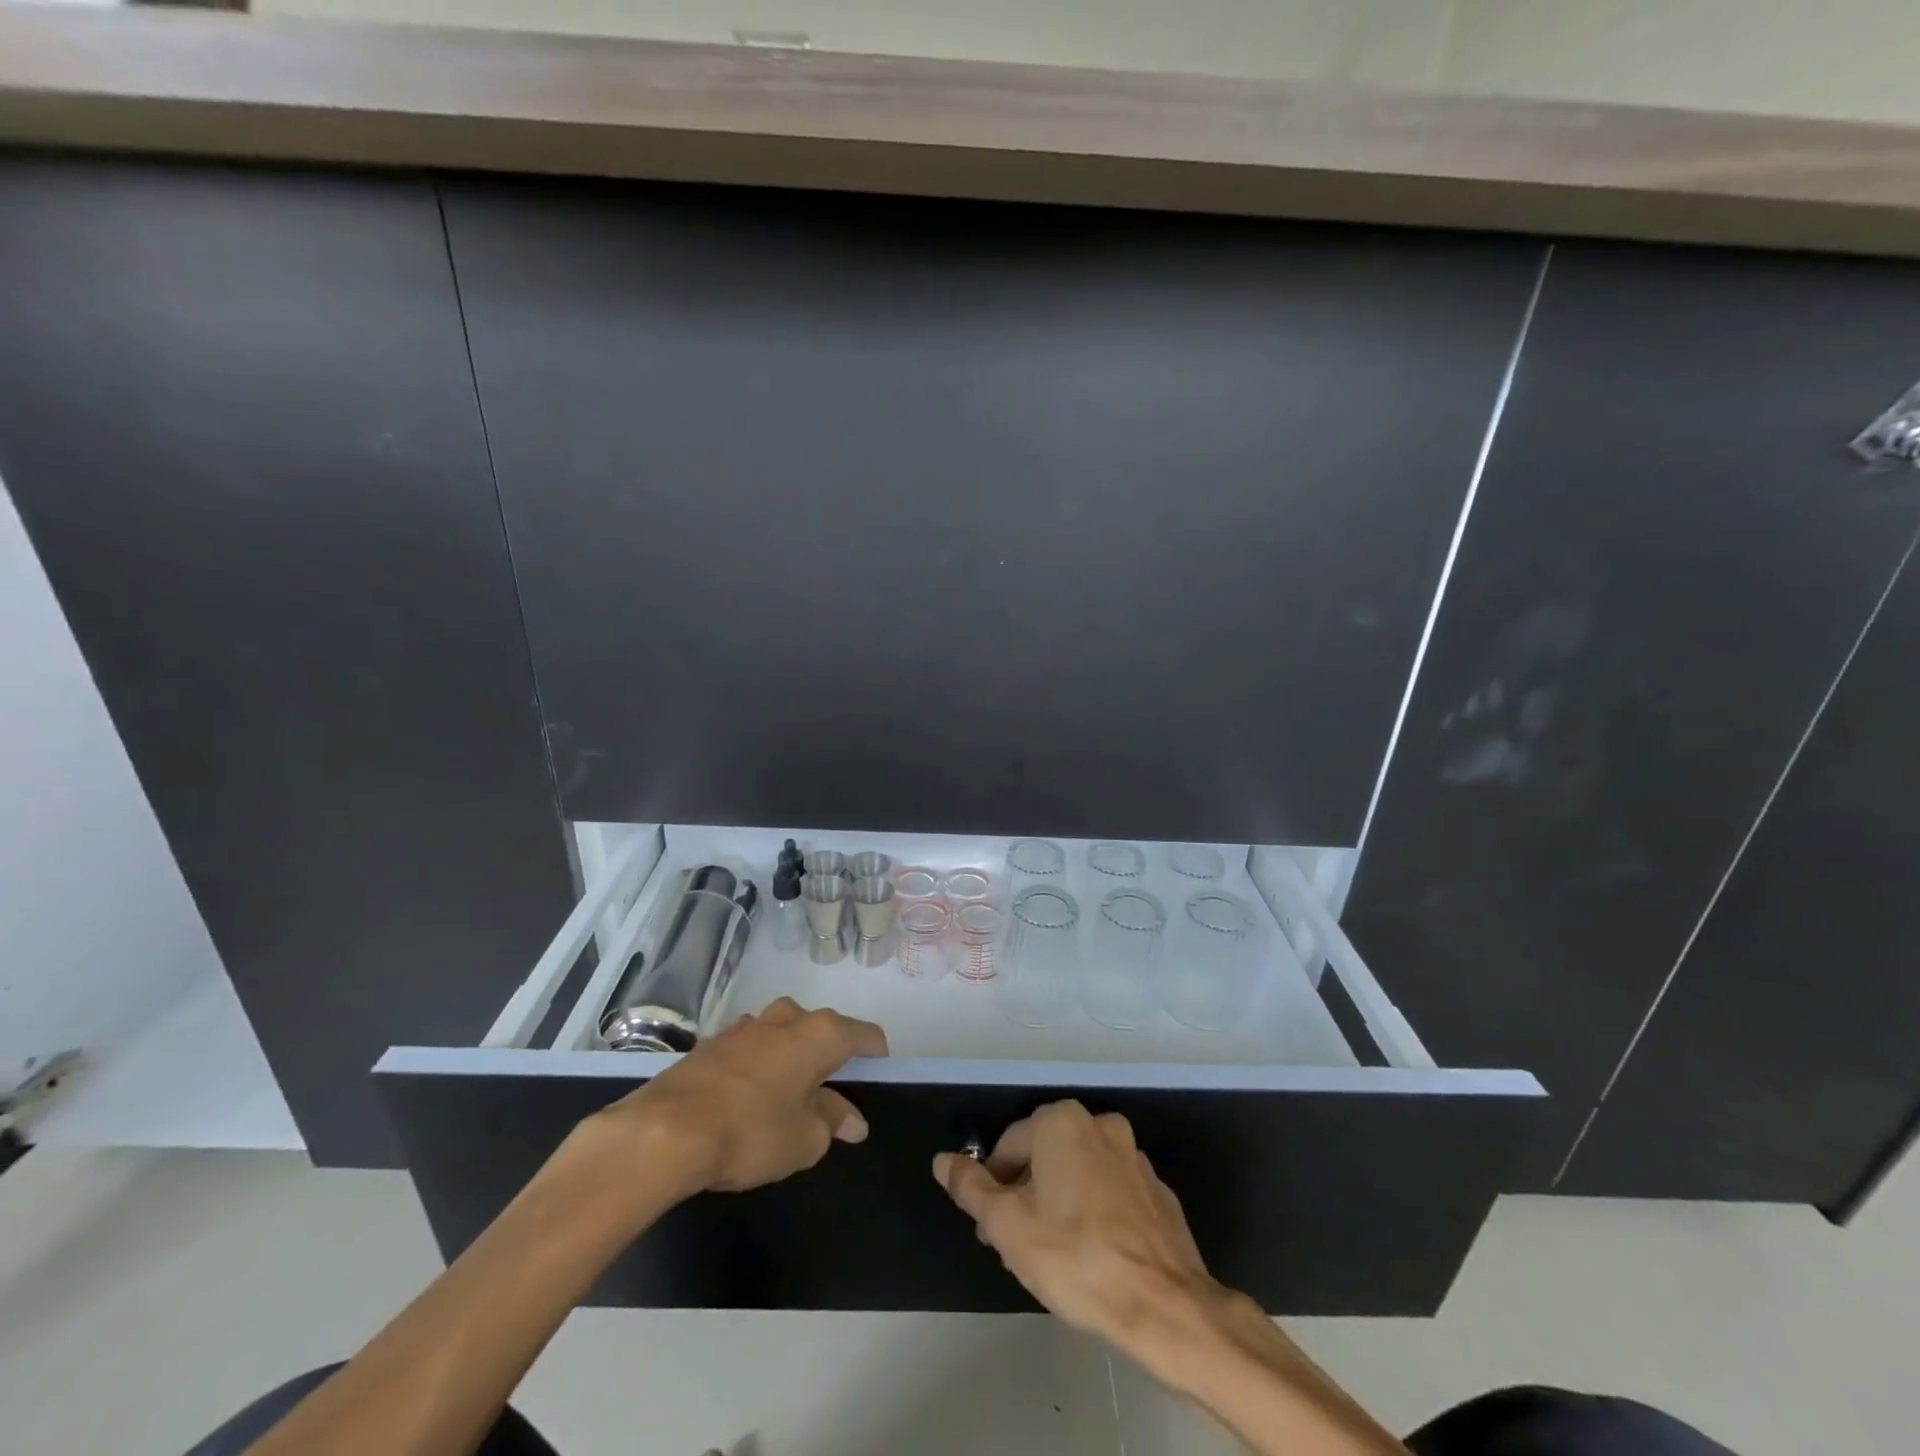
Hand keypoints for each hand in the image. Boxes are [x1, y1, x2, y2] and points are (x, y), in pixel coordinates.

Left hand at [577, 997, 887, 1199]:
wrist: (666, 1131)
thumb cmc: (752, 1131)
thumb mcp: (804, 1139)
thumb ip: (832, 1123)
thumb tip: (852, 1120)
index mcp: (819, 1034)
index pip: (863, 1034)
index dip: (876, 1054)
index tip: (878, 1074)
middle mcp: (785, 1019)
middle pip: (820, 1029)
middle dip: (828, 1055)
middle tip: (828, 1093)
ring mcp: (745, 1027)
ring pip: (780, 1034)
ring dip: (789, 1057)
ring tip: (785, 1095)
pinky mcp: (711, 1043)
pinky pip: (749, 1049)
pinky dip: (757, 1066)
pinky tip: (746, 1098)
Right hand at [933, 1100, 1218, 1350]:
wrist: (1165, 1306)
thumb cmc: (1076, 1259)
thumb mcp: (1008, 1227)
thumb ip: (972, 1189)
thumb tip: (943, 1160)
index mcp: (1061, 1122)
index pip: (1008, 1146)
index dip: (992, 1187)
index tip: (991, 1230)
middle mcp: (1099, 1125)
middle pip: (1044, 1155)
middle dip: (1025, 1194)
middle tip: (1017, 1245)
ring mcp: (1133, 1156)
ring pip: (1078, 1172)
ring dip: (1059, 1202)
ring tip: (1053, 1256)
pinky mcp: (1156, 1189)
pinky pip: (1110, 1192)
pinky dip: (1095, 1212)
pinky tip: (1092, 1256)